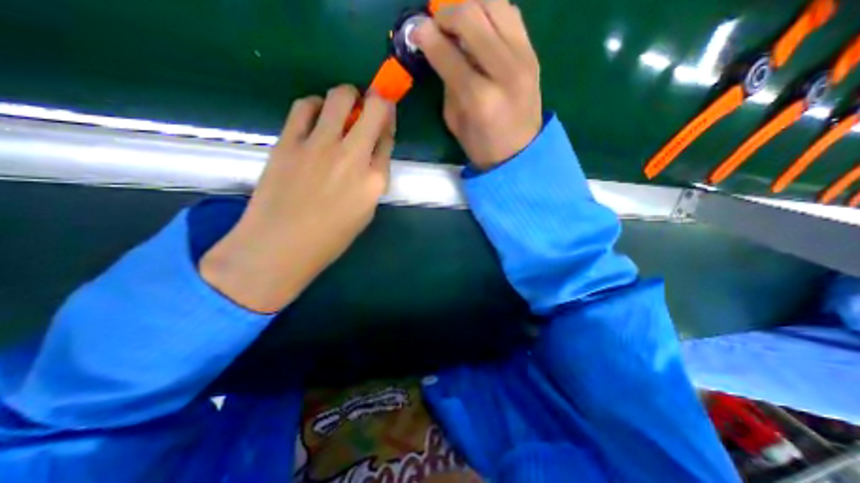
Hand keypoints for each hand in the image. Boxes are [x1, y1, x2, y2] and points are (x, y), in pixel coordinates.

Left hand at [202, 86, 392, 312]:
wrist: (281, 245)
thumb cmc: (330, 237)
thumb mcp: (365, 212)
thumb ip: (372, 180)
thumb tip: (370, 155)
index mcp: (375, 179)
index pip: (388, 138)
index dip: (388, 124)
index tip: (384, 121)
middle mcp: (353, 156)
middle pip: (373, 108)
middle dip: (376, 100)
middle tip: (369, 105)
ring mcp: (320, 145)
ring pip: (339, 96)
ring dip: (347, 97)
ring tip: (341, 109)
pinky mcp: (290, 141)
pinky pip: (305, 106)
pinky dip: (315, 105)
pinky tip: (316, 116)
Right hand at [413, 0, 539, 170]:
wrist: (521, 153)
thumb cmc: (483, 146)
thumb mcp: (455, 122)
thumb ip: (447, 84)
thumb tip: (440, 51)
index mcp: (479, 98)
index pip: (447, 53)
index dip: (426, 36)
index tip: (415, 31)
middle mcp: (503, 70)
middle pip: (471, 15)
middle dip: (445, 13)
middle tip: (436, 25)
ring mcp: (523, 58)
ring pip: (494, 4)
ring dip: (469, 5)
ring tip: (458, 22)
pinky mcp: (533, 53)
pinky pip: (511, 14)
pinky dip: (491, 12)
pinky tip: (480, 26)